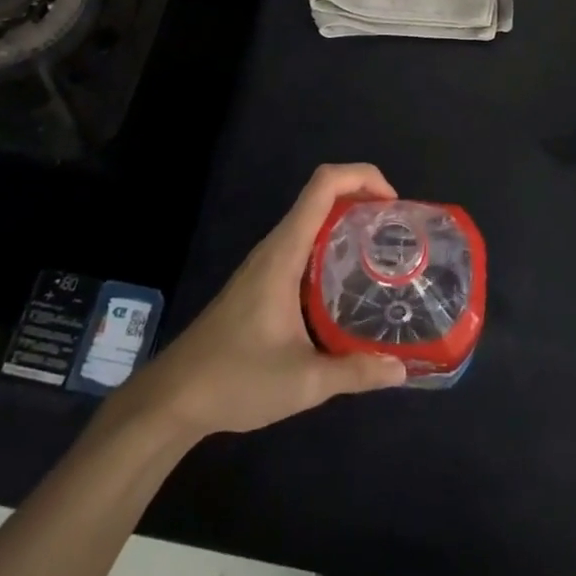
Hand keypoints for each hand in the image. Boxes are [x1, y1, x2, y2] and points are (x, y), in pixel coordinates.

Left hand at [123, 164, 407, 440]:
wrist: (173, 398)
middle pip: (321, 196)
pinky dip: (331, 245)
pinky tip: (348, 283)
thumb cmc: (235, 379)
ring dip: (347, 221)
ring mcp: (265, 263)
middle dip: (363, 198)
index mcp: (284, 252)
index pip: (323, 185)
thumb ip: (355, 372)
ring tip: (382, 251)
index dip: (362, 177)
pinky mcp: (261, 281)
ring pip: (311, 220)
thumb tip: (402, 370)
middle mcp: (275, 247)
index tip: (394, 204)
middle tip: (397, 231)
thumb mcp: (304, 382)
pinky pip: (303, 244)